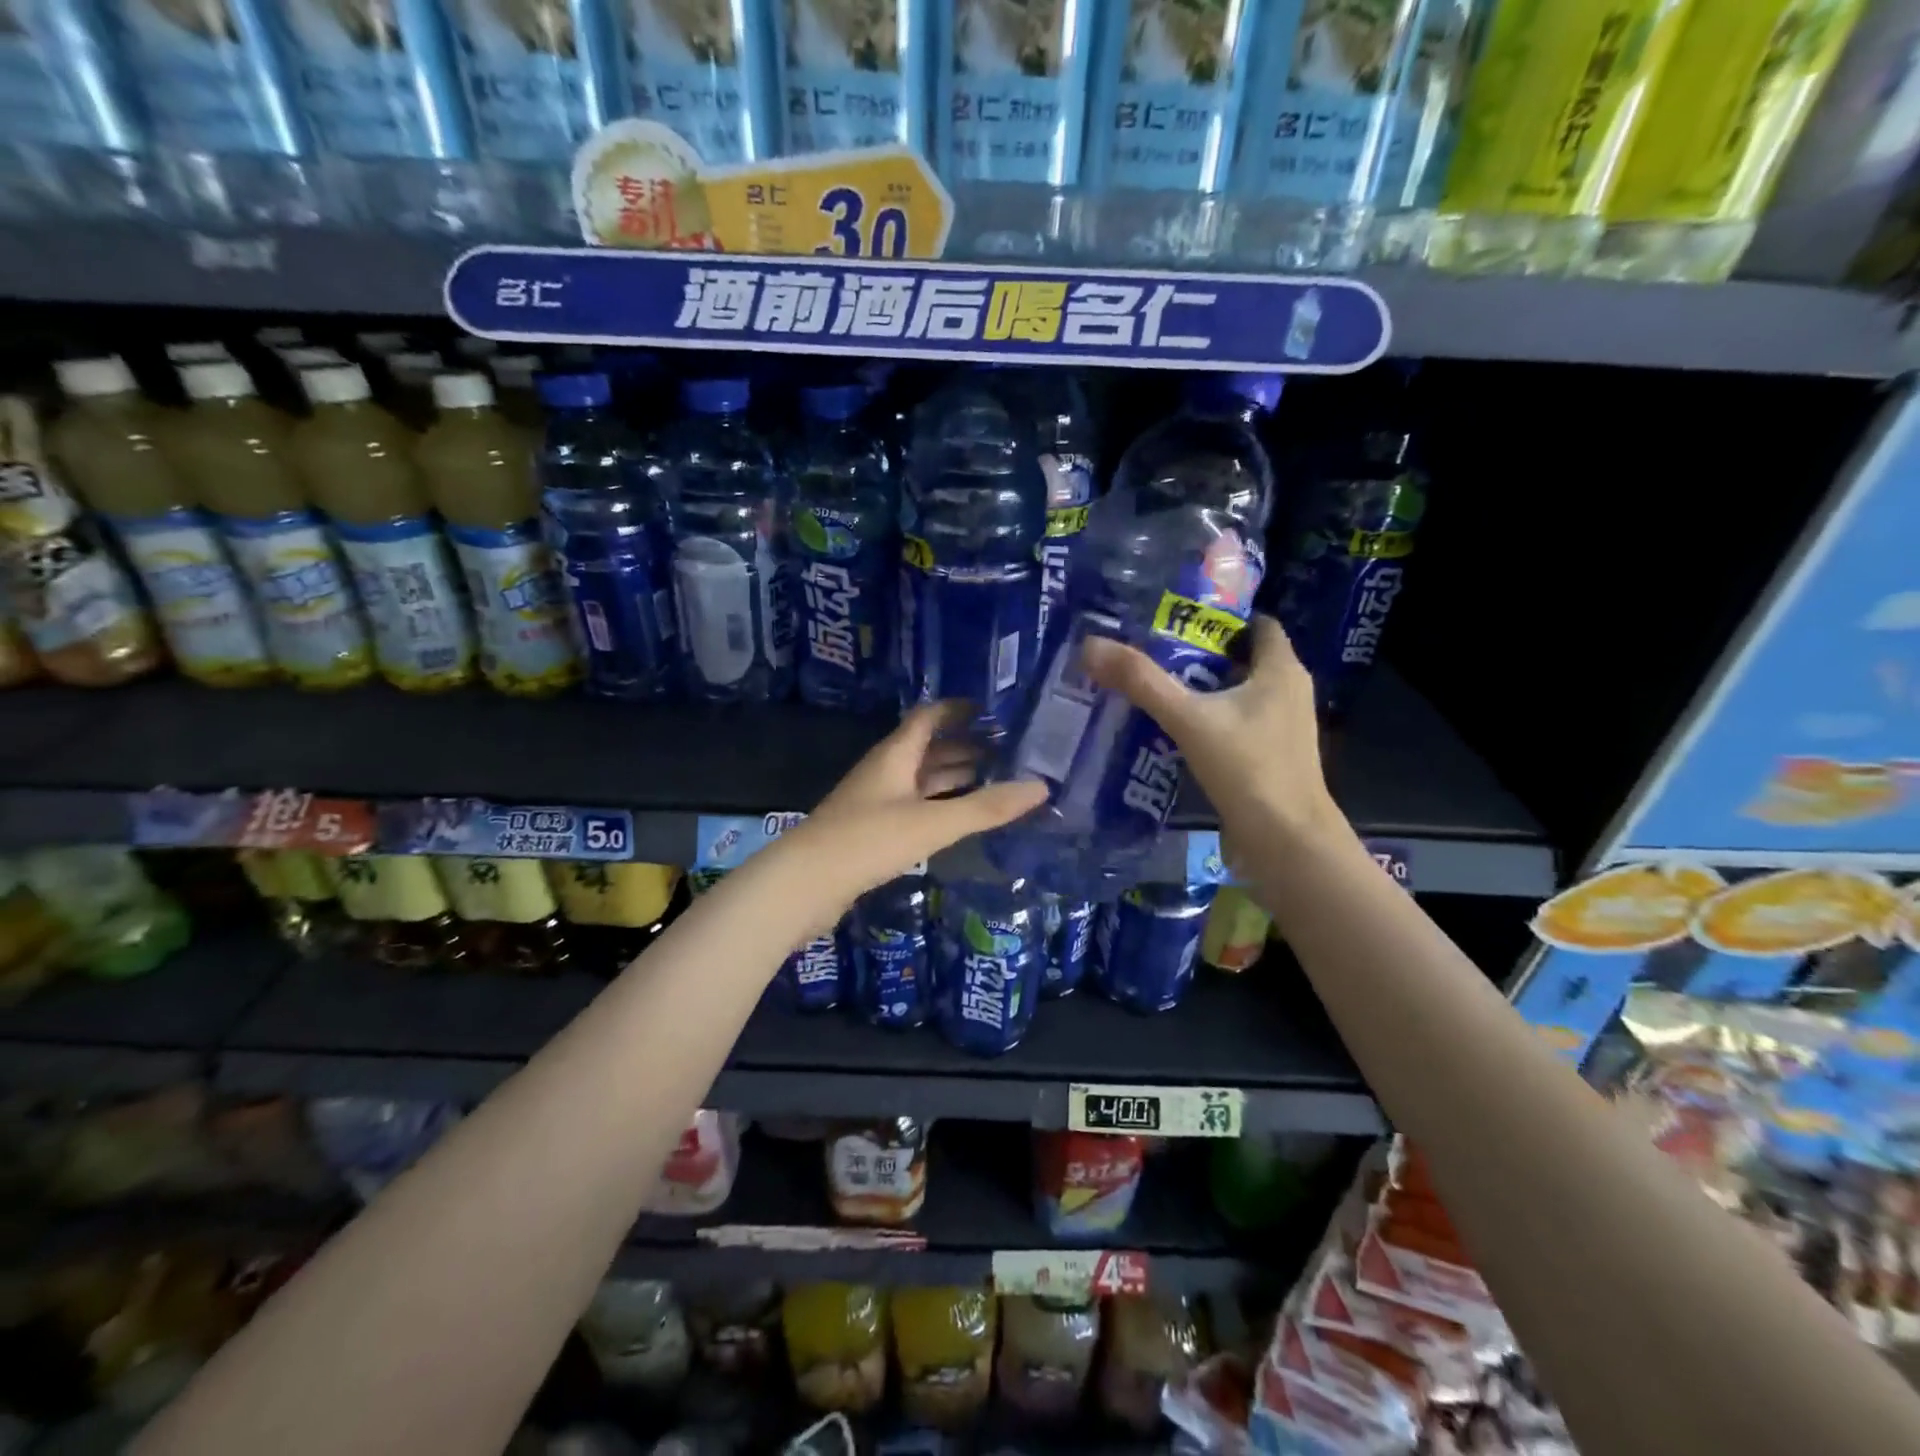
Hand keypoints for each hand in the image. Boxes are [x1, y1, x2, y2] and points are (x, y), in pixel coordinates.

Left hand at [779, 703, 1046, 909]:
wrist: (803, 885)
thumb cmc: (867, 841)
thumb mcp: (932, 822)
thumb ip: (986, 807)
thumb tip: (1042, 787)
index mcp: (895, 755)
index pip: (929, 717)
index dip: (960, 709)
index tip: (996, 711)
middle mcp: (885, 771)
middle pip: (929, 749)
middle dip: (966, 747)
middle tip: (1010, 751)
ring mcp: (876, 802)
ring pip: (922, 780)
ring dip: (954, 778)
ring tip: (996, 781)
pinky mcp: (872, 832)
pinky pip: (914, 807)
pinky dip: (940, 806)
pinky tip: (960, 819)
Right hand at [1080, 615, 1342, 847]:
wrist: (1285, 842)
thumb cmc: (1248, 768)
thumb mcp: (1188, 719)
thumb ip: (1141, 682)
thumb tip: (1090, 645)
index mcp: (1281, 670)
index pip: (1258, 625)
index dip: (1221, 618)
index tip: (1175, 619)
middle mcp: (1289, 692)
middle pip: (1243, 659)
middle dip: (1201, 654)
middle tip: (1152, 652)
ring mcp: (1282, 728)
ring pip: (1239, 694)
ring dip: (1203, 690)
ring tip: (1155, 688)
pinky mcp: (1272, 758)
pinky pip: (1237, 725)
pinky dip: (1210, 721)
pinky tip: (1175, 731)